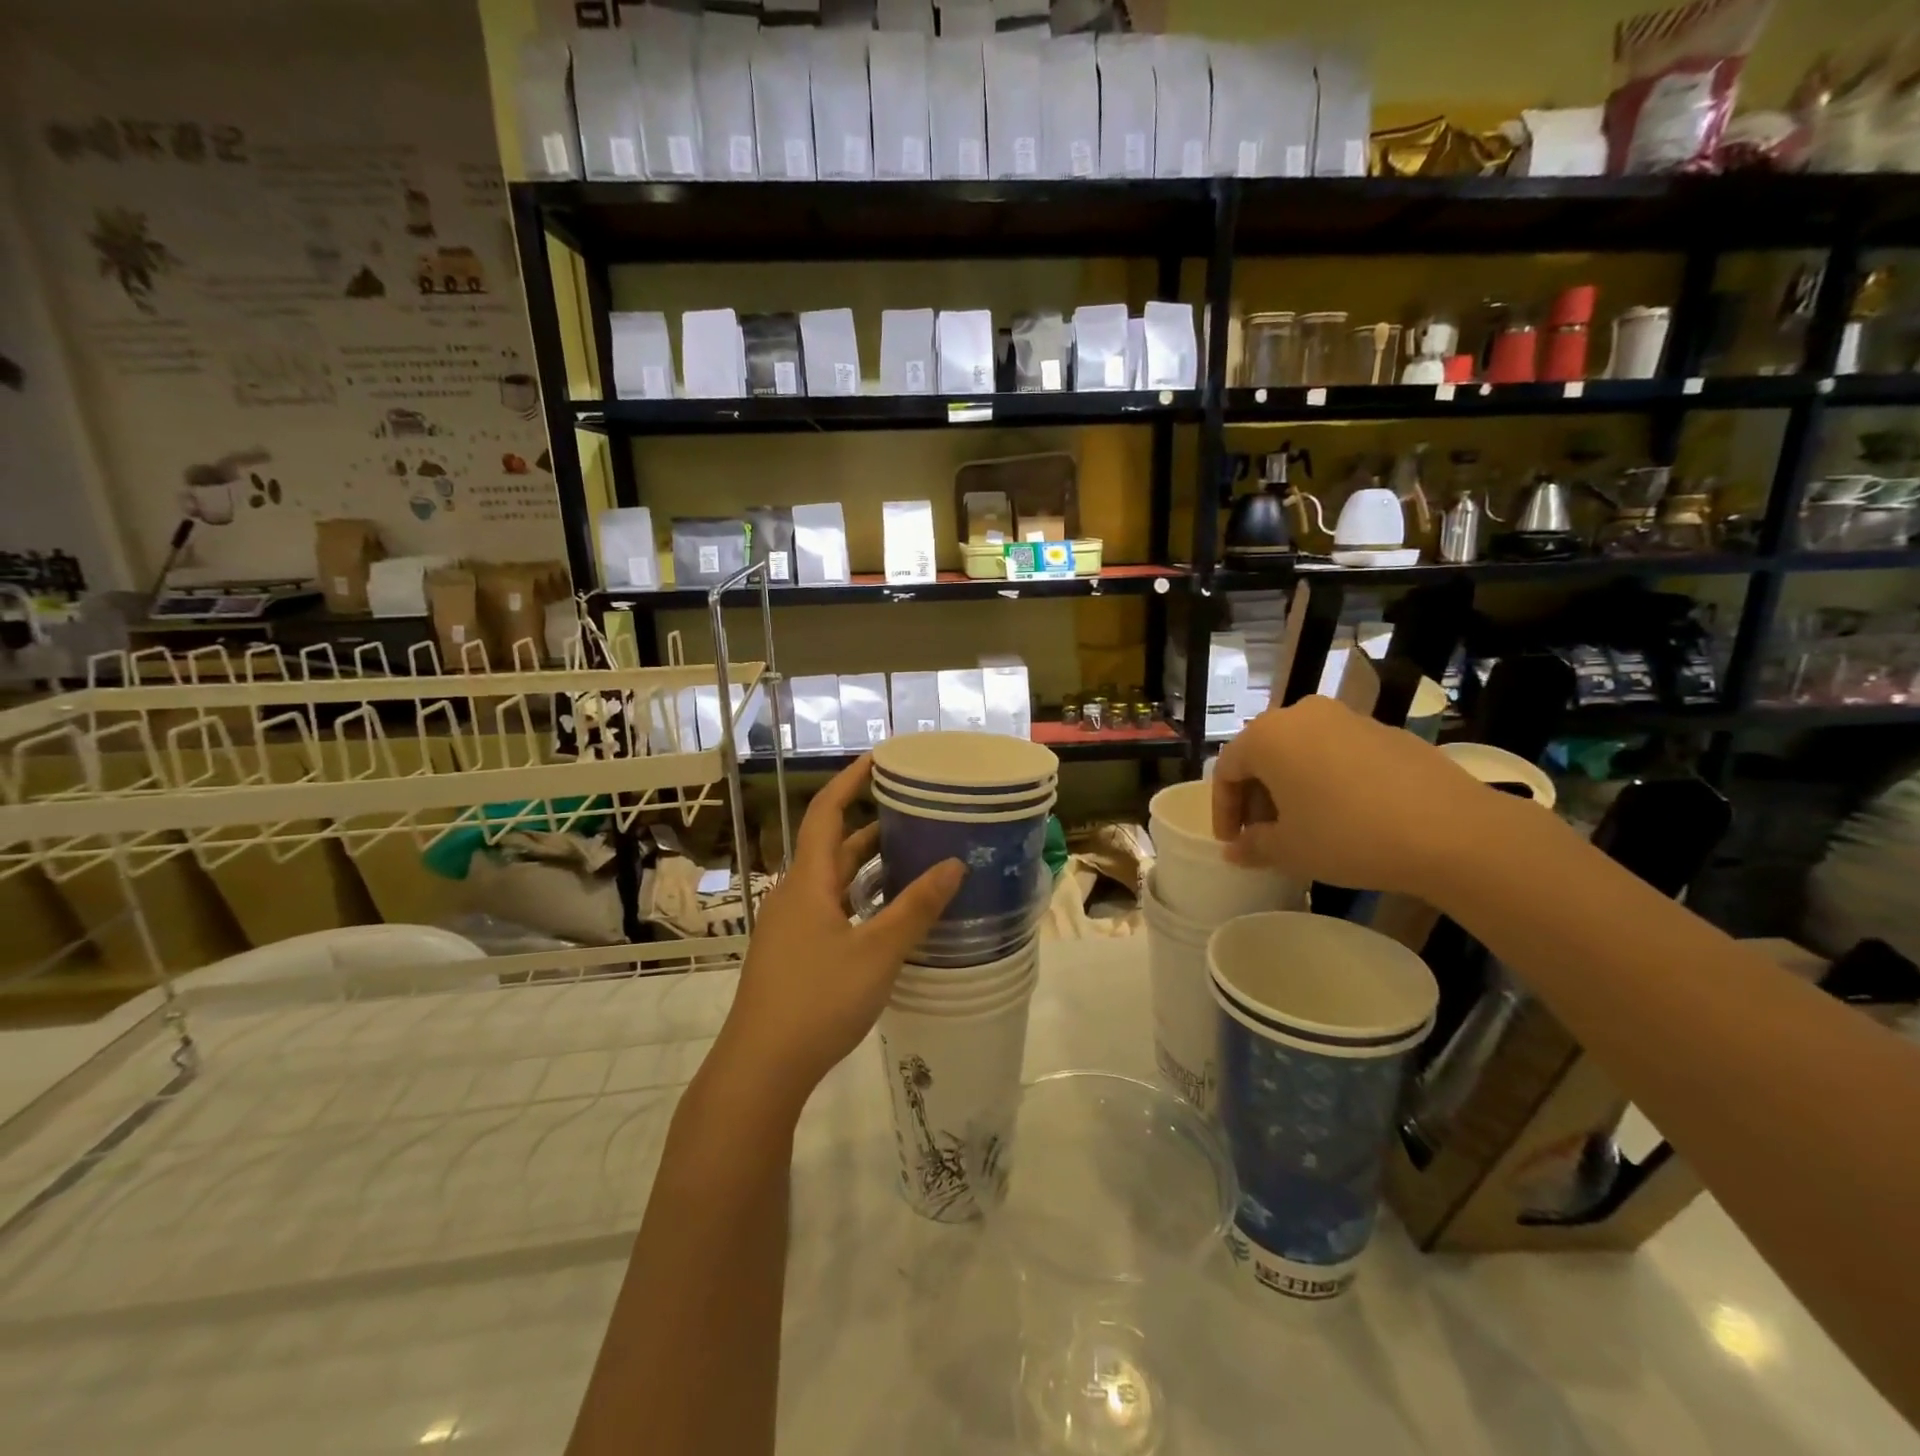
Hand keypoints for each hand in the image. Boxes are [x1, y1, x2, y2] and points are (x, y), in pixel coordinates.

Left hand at [713, 757, 962, 1114]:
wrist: (761, 1067)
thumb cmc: (818, 999)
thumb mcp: (877, 952)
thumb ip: (916, 908)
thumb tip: (954, 864)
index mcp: (808, 881)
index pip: (826, 812)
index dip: (850, 781)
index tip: (879, 759)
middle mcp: (795, 894)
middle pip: (832, 844)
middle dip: (868, 823)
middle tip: (912, 810)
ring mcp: (791, 926)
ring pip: (833, 880)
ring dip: (867, 864)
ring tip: (911, 854)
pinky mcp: (794, 953)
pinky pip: (831, 908)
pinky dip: (860, 897)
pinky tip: (889, 913)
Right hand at [1211, 696, 1498, 897]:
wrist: (1450, 831)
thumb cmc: (1347, 835)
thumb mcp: (1289, 850)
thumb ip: (1253, 846)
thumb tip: (1236, 849)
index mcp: (1267, 736)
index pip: (1227, 770)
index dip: (1224, 810)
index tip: (1232, 842)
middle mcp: (1303, 715)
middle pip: (1264, 756)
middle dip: (1258, 797)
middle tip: (1264, 836)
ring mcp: (1348, 718)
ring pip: (1302, 752)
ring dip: (1293, 788)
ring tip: (1305, 827)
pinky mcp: (1387, 732)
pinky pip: (1339, 754)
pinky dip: (1329, 781)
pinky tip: (1346, 816)